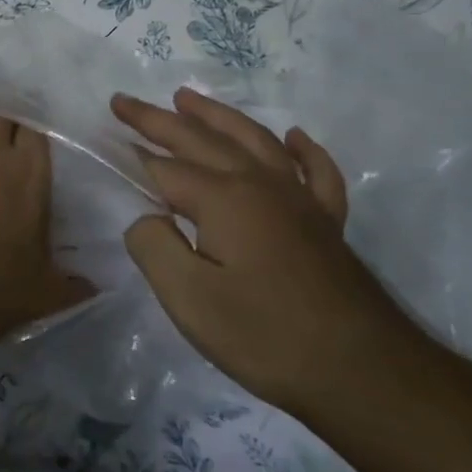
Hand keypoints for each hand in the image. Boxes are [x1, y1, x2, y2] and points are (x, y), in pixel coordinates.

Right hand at [111, 89, 418, 415]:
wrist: (364, 373)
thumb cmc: (266, 336)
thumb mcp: (189, 298)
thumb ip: (154, 246)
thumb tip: (146, 218)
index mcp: (224, 199)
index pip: (166, 168)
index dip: (134, 153)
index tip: (107, 135)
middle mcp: (261, 185)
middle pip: (203, 140)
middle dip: (159, 119)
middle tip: (125, 101)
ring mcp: (300, 201)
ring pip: (254, 140)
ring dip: (217, 116)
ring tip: (187, 97)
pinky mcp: (327, 224)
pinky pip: (315, 172)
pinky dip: (302, 150)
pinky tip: (293, 138)